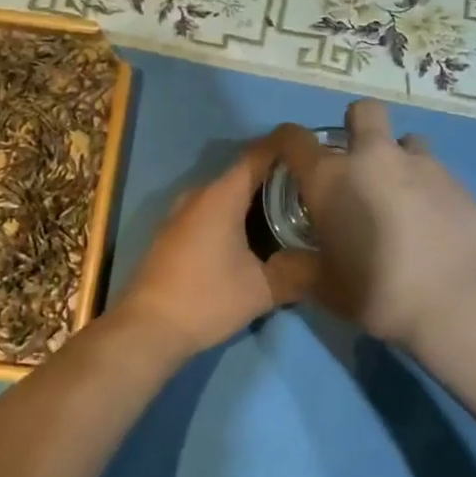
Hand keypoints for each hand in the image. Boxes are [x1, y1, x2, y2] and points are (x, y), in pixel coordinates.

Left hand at [110, 134, 316, 357]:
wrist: (146, 329)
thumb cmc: (206, 299)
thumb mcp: (262, 290)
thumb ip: (300, 273)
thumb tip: (329, 263)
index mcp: (222, 195)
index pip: (259, 154)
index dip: (287, 147)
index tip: (315, 150)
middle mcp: (199, 194)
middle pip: (244, 172)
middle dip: (277, 176)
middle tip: (310, 188)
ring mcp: (181, 213)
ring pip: (227, 193)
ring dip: (255, 197)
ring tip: (290, 211)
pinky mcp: (173, 232)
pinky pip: (212, 209)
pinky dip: (236, 213)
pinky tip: (255, 235)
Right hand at [273, 101, 475, 349]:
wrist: (458, 300)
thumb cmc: (379, 293)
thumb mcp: (326, 289)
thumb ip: (300, 269)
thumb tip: (284, 262)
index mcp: (331, 179)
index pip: (294, 139)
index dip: (286, 142)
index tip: (291, 158)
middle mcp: (373, 158)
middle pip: (363, 112)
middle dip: (357, 126)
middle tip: (357, 163)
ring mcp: (421, 164)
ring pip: (406, 140)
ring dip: (399, 158)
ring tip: (401, 196)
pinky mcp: (457, 180)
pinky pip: (435, 171)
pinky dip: (428, 187)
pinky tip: (433, 221)